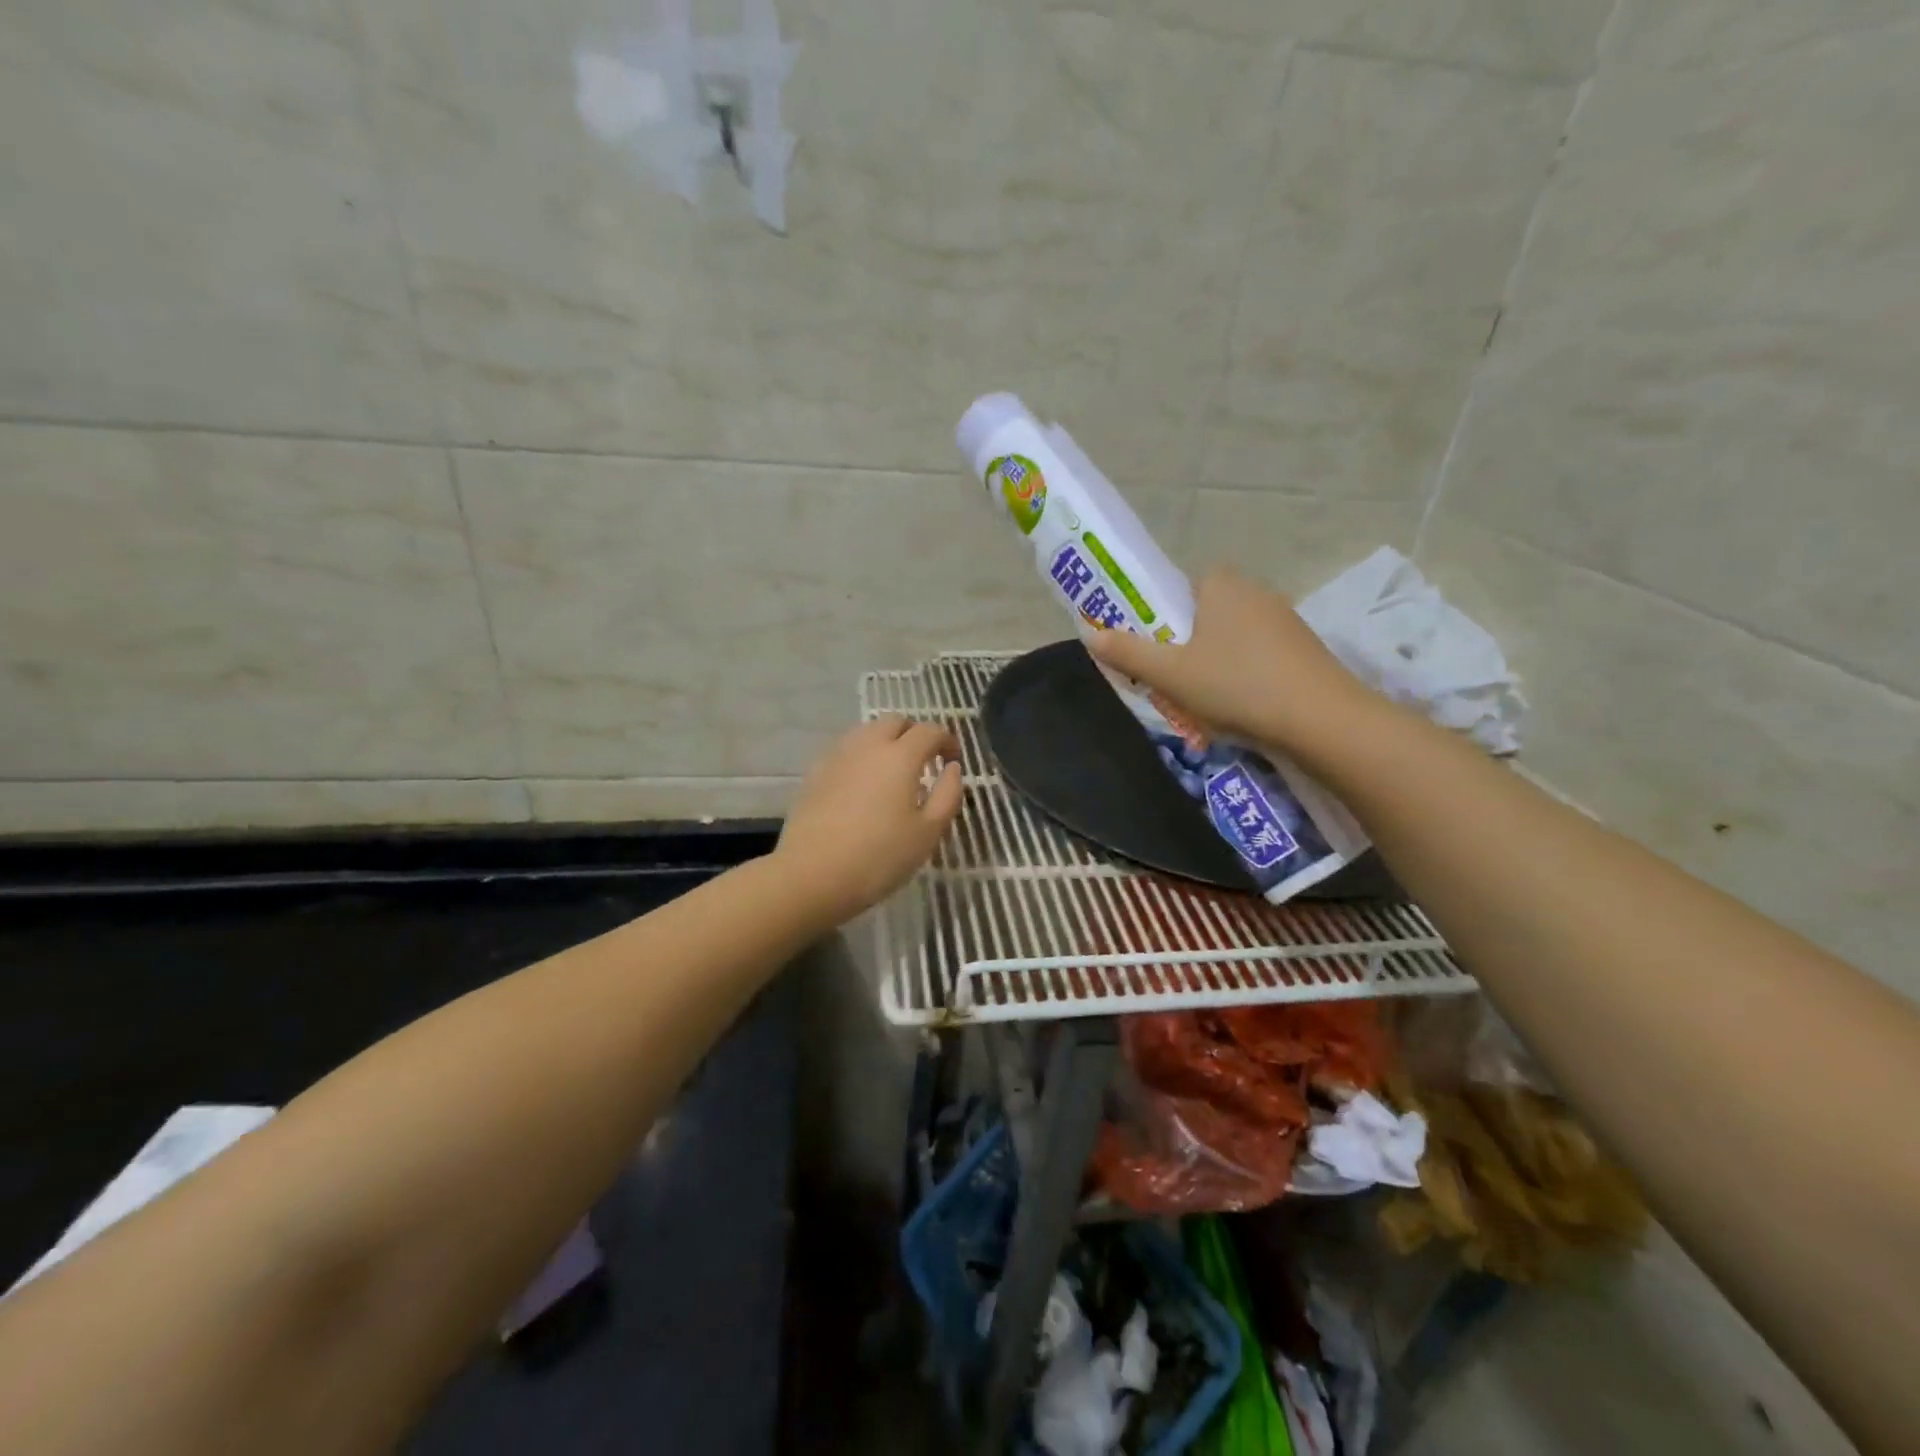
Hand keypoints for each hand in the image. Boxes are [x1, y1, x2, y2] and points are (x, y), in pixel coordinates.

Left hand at [775, 715, 962, 925]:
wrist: (811, 875)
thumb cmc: (879, 857)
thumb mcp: (928, 833)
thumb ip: (948, 795)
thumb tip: (953, 768)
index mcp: (900, 756)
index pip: (929, 730)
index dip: (946, 740)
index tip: (953, 759)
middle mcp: (868, 745)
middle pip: (895, 721)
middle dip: (914, 734)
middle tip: (924, 761)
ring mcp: (837, 756)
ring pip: (866, 732)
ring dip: (886, 741)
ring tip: (893, 772)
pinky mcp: (815, 772)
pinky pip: (845, 750)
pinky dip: (861, 756)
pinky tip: (863, 784)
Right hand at [1087, 568, 1379, 764]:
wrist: (1321, 719)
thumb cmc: (1236, 685)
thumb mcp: (1170, 673)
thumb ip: (1127, 652)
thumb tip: (1089, 632)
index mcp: (1219, 584)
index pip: (1178, 589)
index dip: (1160, 618)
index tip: (1153, 652)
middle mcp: (1254, 591)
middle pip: (1203, 616)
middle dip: (1185, 647)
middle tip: (1171, 683)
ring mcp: (1285, 619)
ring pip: (1231, 639)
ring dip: (1214, 665)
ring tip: (1204, 704)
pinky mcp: (1304, 649)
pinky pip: (1258, 656)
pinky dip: (1244, 677)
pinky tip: (1241, 707)